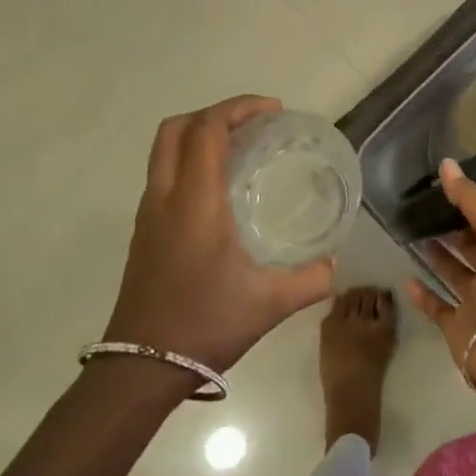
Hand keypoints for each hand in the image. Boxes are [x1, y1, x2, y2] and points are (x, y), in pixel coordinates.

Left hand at [106, 96, 334, 372]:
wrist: (141, 367)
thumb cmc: (205, 325)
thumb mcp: (269, 303)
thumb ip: (310, 280)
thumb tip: (334, 265)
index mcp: (195, 203)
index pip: (207, 130)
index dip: (238, 108)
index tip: (274, 111)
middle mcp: (165, 198)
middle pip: (176, 128)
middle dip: (215, 113)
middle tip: (254, 123)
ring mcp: (148, 214)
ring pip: (164, 149)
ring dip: (198, 134)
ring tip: (240, 147)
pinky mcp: (144, 231)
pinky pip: (164, 173)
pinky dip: (189, 159)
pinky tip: (220, 187)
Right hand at [402, 158, 475, 397]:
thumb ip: (473, 199)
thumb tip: (447, 164)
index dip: (470, 205)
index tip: (443, 187)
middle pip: (472, 248)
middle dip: (452, 230)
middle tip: (422, 210)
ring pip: (454, 275)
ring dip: (438, 258)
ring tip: (412, 235)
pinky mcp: (458, 329)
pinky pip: (438, 308)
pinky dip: (423, 295)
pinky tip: (406, 279)